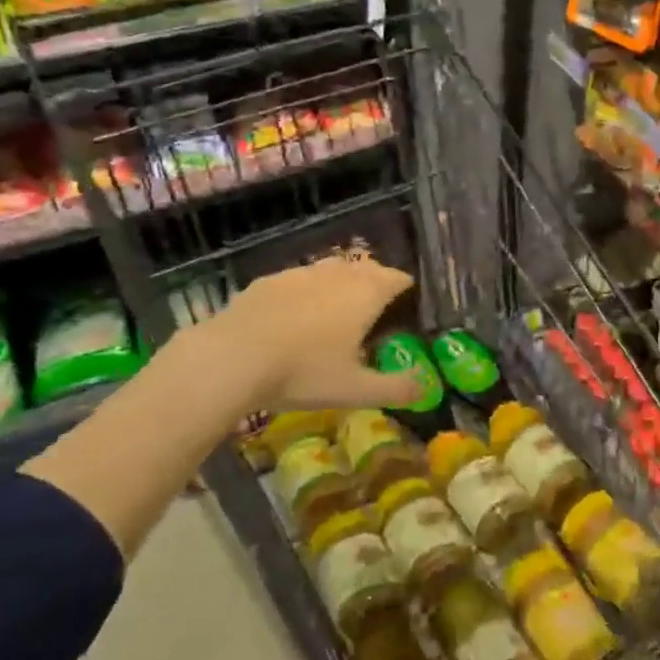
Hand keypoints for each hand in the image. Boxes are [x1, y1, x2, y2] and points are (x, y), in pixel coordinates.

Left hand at [185, 257, 424, 413]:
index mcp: (365, 294)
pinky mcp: (269, 280)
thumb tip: (426, 388)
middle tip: (376, 311)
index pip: (397, 278)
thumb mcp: (355, 390)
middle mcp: (338, 274)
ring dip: (341, 284)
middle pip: (367, 268)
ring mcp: (301, 273)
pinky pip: (299, 279)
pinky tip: (295, 316)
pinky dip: (307, 291)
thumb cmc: (303, 372)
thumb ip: (396, 389)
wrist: (232, 357)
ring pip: (332, 270)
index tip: (407, 306)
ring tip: (338, 311)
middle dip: (376, 283)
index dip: (406, 289)